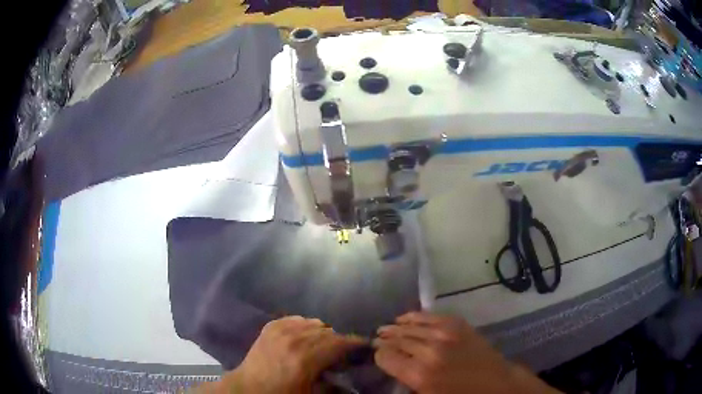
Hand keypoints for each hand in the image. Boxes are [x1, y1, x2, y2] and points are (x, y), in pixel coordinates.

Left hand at [201, 316, 365, 393]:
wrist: (249, 388)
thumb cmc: (282, 393)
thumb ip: (333, 385)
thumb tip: (349, 377)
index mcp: (306, 358)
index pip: (339, 342)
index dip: (354, 342)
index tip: (364, 344)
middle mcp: (295, 339)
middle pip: (328, 331)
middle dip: (339, 339)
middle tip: (343, 350)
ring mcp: (280, 330)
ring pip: (313, 322)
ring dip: (322, 332)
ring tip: (323, 344)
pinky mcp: (271, 326)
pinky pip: (296, 319)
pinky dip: (305, 326)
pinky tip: (305, 336)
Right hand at [374, 312, 559, 393]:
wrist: (497, 385)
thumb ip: (407, 386)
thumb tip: (393, 369)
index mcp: (420, 374)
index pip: (386, 356)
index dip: (379, 356)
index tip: (378, 356)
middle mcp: (429, 350)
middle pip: (397, 339)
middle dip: (384, 340)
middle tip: (376, 339)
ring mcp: (445, 334)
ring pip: (411, 326)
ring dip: (396, 327)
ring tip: (386, 328)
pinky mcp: (458, 325)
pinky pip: (430, 316)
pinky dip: (414, 316)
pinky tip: (405, 317)